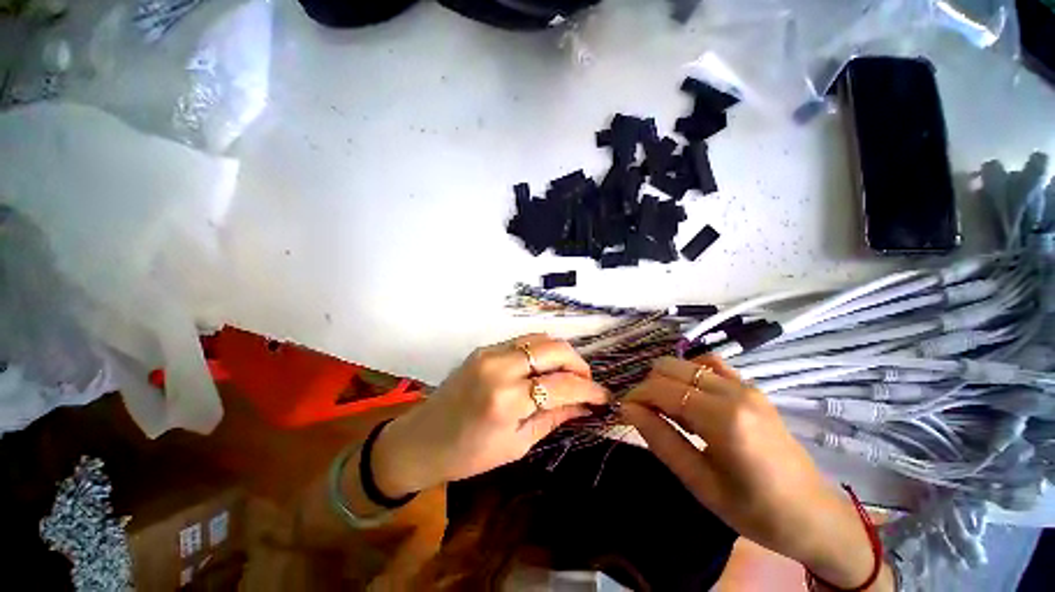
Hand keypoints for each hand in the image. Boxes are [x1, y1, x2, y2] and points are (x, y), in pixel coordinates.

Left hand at [371, 334, 608, 498]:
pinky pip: (523, 341)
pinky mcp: (484, 348)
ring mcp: (490, 352)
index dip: (589, 390)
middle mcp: (499, 367)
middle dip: (579, 364)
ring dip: (561, 353)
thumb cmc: (468, 455)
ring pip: (540, 338)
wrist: (421, 439)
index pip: (561, 385)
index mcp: (506, 400)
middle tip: (586, 382)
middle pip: (554, 349)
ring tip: (568, 373)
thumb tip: (585, 406)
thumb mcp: (517, 445)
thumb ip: (554, 418)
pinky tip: (545, 367)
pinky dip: (541, 350)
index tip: (604, 397)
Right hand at [621, 355, 892, 590]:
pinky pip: (710, 364)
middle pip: (670, 367)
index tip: (625, 411)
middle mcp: (733, 392)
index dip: (636, 396)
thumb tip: (628, 409)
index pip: (660, 389)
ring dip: (668, 379)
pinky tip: (690, 394)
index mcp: (723, 419)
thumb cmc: (754, 510)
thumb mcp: (700, 483)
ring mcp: (745, 386)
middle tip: (646, 414)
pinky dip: (690, 372)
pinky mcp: (751, 387)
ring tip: (667, 407)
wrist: (814, 515)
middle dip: (649, 386)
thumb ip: (660, 440)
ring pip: (687, 362)